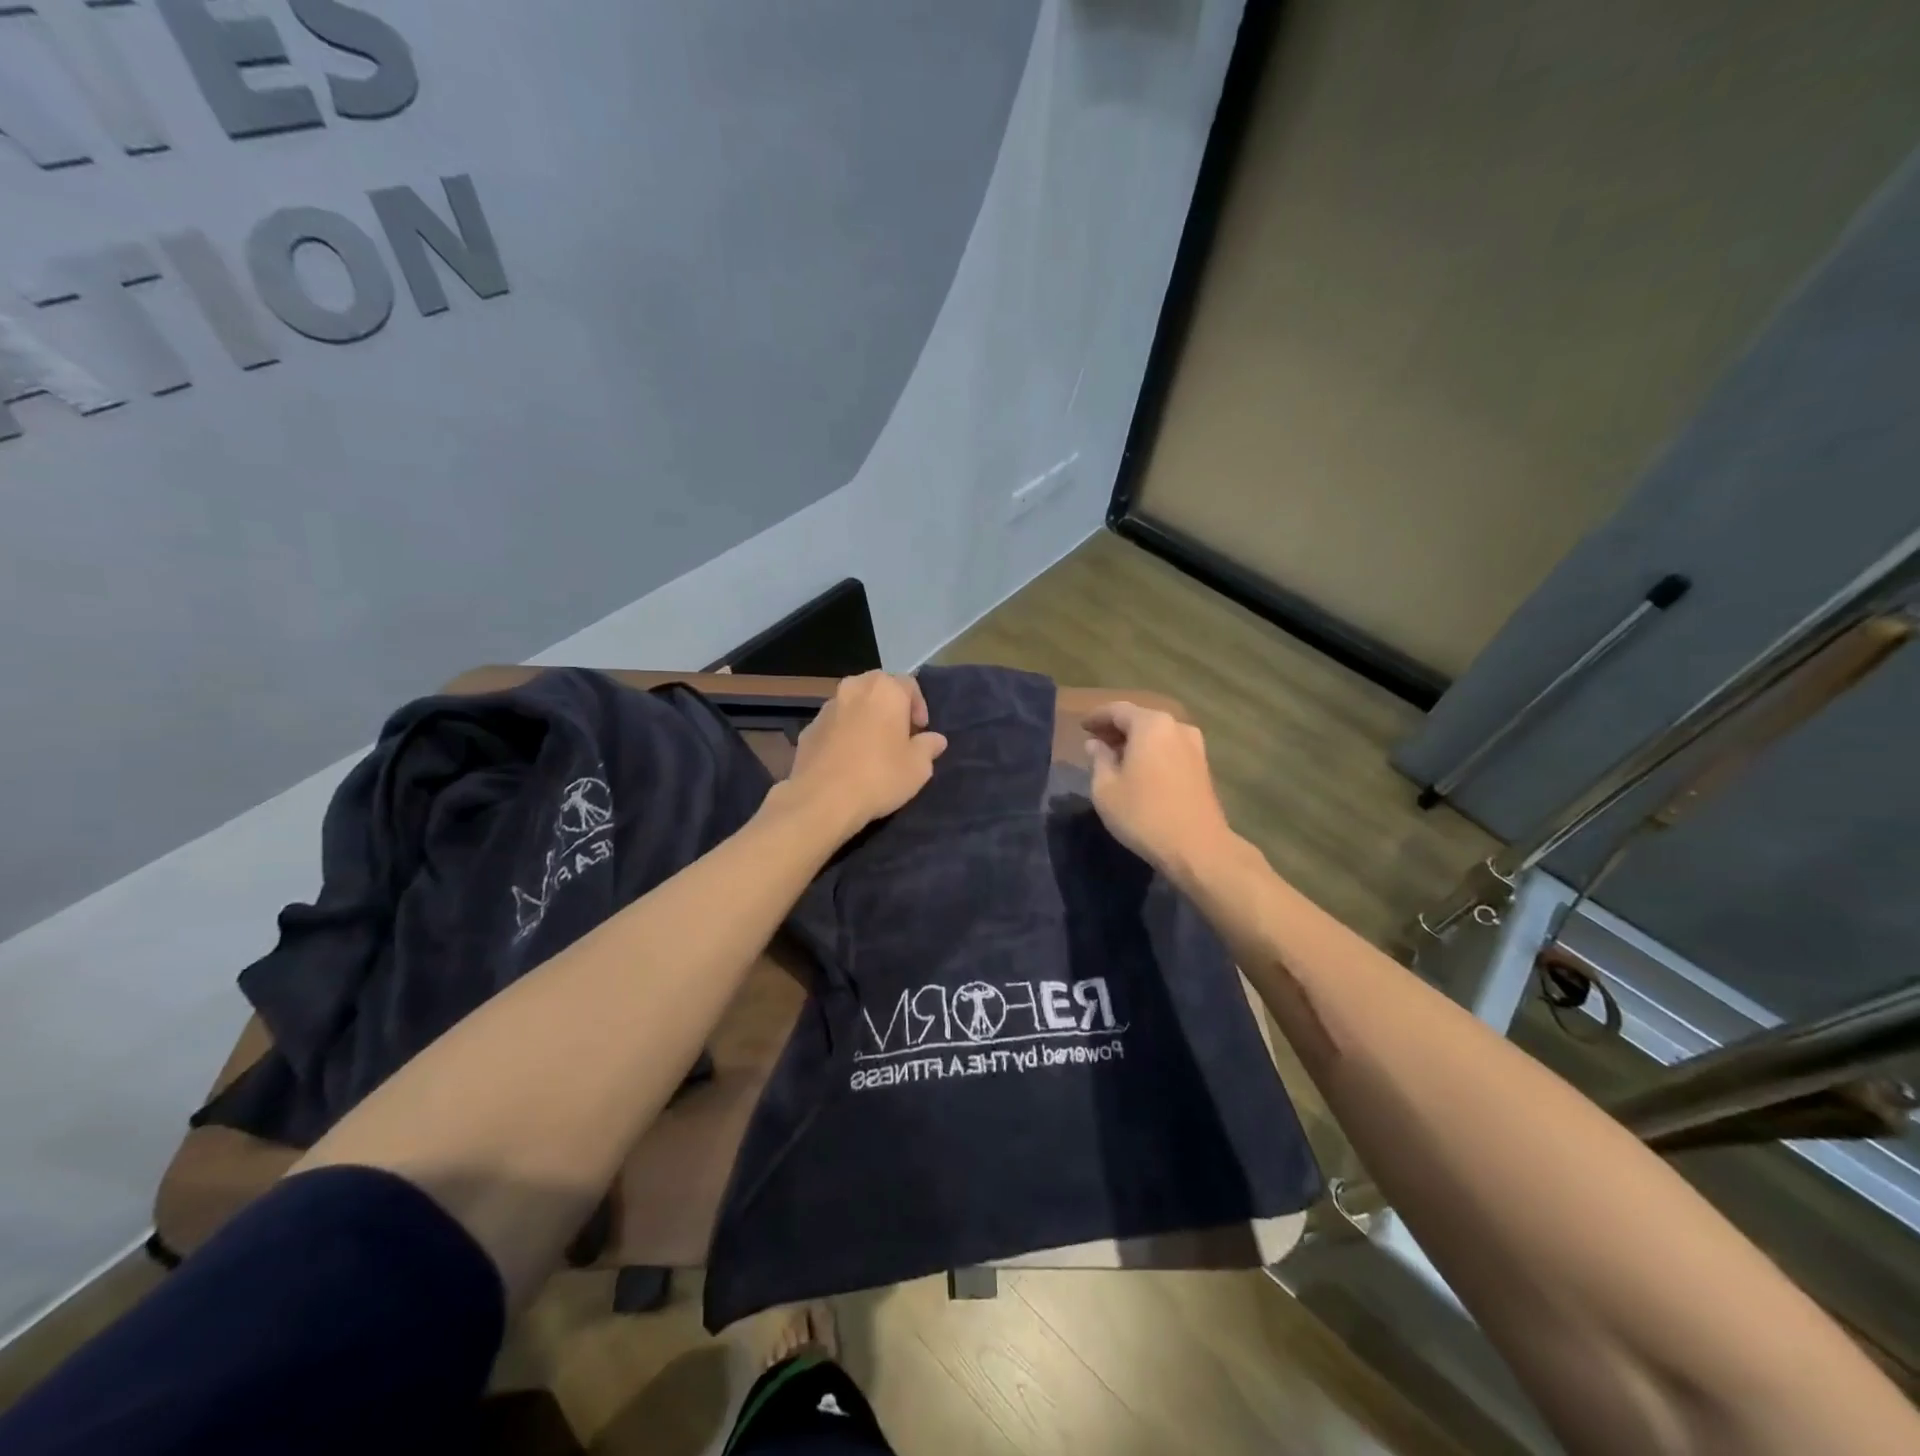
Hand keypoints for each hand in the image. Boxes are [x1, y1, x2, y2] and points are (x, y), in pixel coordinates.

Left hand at [784, 671, 947, 832]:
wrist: (822, 799)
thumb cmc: (880, 776)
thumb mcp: (918, 767)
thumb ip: (928, 747)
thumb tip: (935, 739)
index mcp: (884, 689)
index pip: (909, 684)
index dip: (918, 706)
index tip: (921, 731)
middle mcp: (853, 689)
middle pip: (877, 689)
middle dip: (890, 708)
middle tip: (898, 736)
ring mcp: (826, 709)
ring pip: (852, 706)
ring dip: (864, 719)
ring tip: (872, 749)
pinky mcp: (807, 730)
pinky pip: (833, 726)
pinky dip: (843, 735)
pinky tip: (847, 761)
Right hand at [1082, 702, 1235, 873]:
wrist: (1197, 848)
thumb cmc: (1143, 814)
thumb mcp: (1106, 788)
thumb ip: (1099, 760)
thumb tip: (1096, 744)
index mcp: (1150, 725)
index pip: (1117, 710)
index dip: (1096, 717)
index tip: (1081, 727)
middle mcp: (1176, 727)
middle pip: (1140, 719)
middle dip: (1116, 729)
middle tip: (1095, 742)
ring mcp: (1194, 746)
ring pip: (1157, 734)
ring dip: (1135, 742)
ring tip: (1115, 758)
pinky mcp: (1202, 766)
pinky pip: (1169, 748)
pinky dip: (1151, 752)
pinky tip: (1139, 770)